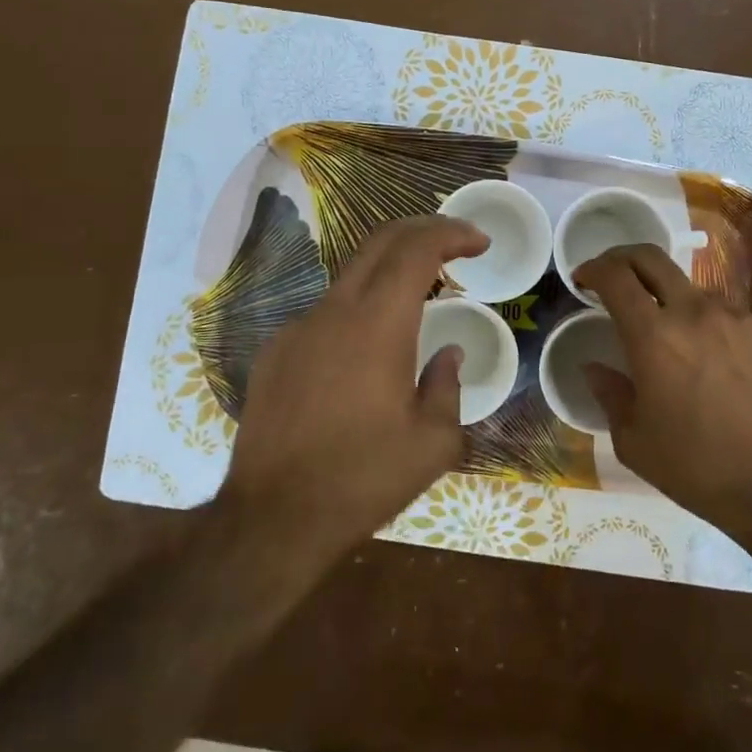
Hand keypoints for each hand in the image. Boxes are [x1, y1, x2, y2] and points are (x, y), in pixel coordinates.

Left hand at [220, 214, 488, 568]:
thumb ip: (448, 386)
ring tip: (417, 306)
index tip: (478, 242)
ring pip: (350, 278)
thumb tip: (448, 355)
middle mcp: (334, 311)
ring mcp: (297, 329)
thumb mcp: (432, 443)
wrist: (272, 520)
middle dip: (422, 231)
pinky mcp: (274, 355)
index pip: (417, 248)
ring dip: (389, 276)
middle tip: (455, 245)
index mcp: (378, 324)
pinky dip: (356, 314)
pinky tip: (365, 358)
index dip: (451, 233)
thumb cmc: (363, 478)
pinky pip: (324, 316)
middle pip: (380, 243)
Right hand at [574, 244, 751, 551]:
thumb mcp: (635, 442)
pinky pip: (728, 317)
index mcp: (654, 337)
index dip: (593, 268)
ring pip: (692, 290)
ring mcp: (738, 319)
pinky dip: (708, 327)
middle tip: (613, 278)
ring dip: (670, 300)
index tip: (583, 279)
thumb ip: (610, 394)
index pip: (615, 276)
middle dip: (624, 258)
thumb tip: (594, 367)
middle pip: (652, 259)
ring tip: (671, 338)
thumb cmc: (700, 470)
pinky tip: (715, 365)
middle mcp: (695, 313)